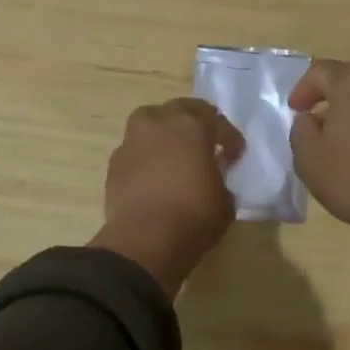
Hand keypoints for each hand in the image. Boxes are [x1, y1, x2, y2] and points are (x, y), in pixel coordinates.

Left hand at [90, 98, 244, 293]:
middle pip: (178, 109)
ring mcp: (131, 142)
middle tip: (204, 142)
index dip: (229, 137)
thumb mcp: (225, 202)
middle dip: (194, 122)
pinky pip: (135, 151)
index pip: (215, 120)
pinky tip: (154, 177)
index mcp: (191, 126)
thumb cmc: (194, 216)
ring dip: (164, 134)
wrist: (144, 240)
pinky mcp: (114, 164)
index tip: (235, 154)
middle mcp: (158, 125)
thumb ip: (220, 181)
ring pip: (149, 124)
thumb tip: (212, 179)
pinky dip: (146, 157)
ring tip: (174, 155)